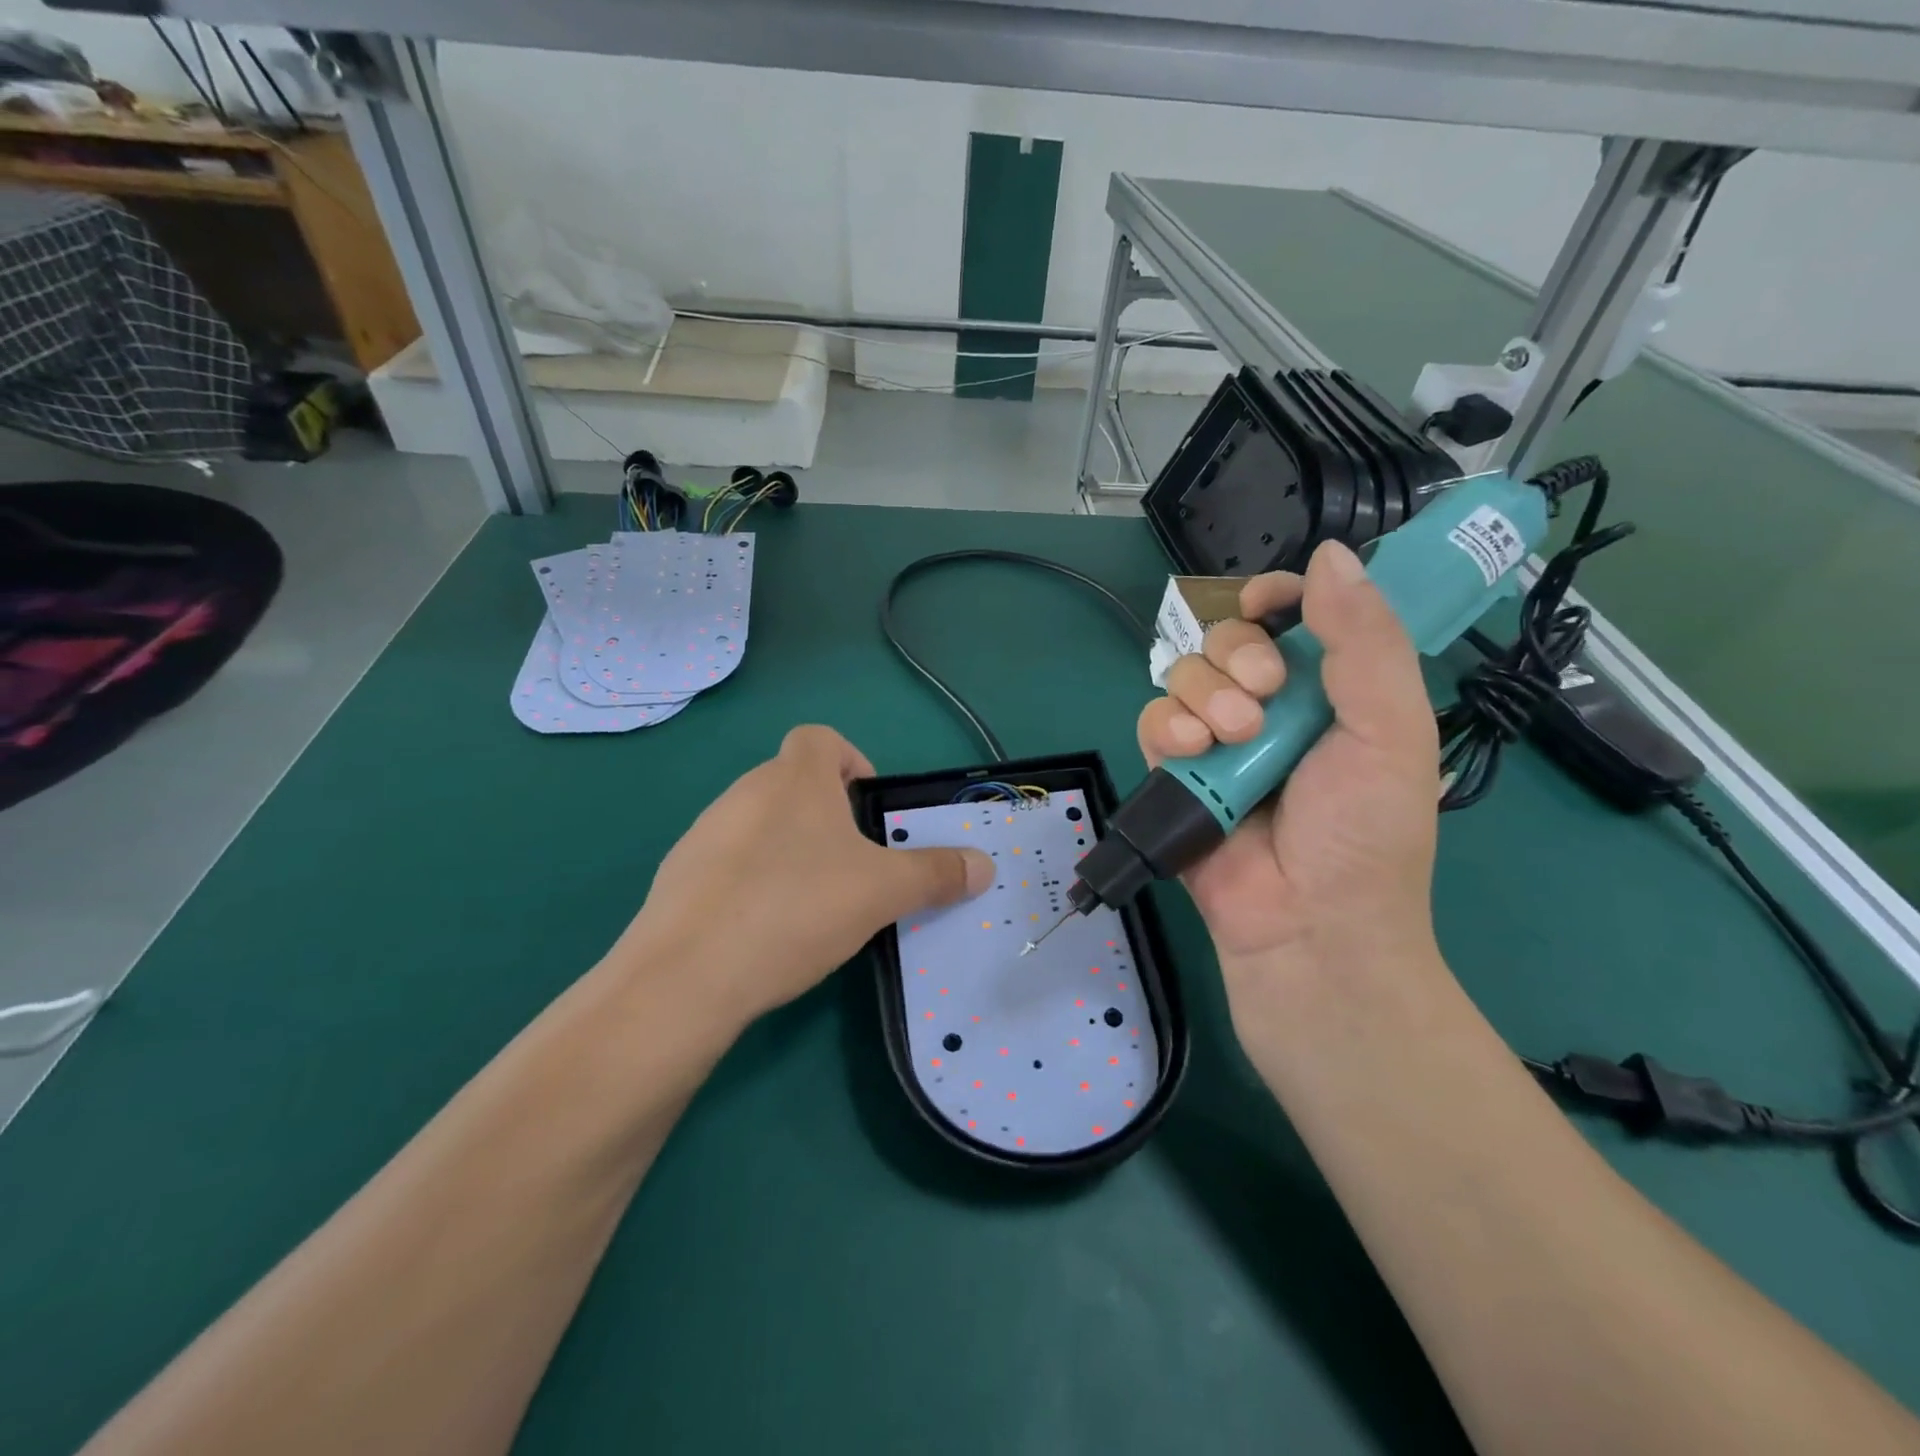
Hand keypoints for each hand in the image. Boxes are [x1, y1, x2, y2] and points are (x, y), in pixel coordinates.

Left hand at [610, 725, 992, 1027]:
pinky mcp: (678, 875)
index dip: (851, 761)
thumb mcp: (882, 892)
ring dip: (789, 848)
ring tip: (810, 903)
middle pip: (792, 783)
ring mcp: (705, 832)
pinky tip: (764, 929)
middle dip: (827, 815)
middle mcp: (745, 792)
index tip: (868, 808)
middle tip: (852, 866)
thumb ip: (936, 874)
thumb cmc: (796, 908)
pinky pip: (728, 862)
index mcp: (794, 780)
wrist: (687, 975)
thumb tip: (984, 866)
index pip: (821, 739)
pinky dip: (751, 880)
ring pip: (760, 823)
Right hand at [1137, 542, 1443, 1050]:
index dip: (1275, 598)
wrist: (1309, 928)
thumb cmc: (1364, 833)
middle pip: (1227, 636)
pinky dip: (1167, 729)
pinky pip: (1153, 721)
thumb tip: (1329, 555)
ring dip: (1204, 695)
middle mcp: (1269, 707)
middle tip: (1263, 696)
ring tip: (1231, 740)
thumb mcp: (1390, 732)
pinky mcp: (1174, 772)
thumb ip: (1365, 642)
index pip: (1292, 616)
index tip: (1269, 605)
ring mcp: (1217, 740)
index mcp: (1329, 690)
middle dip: (1238, 655)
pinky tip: (1191, 754)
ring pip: (1184, 673)